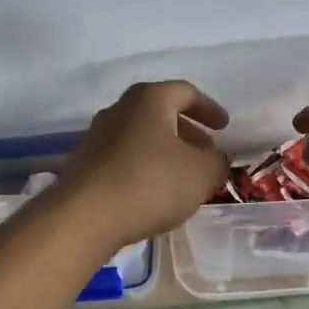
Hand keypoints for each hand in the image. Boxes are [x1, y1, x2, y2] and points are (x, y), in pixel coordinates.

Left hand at [62, 81, 231, 251]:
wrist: (84, 217)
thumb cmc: (150, 183)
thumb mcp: (201, 174)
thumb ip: (217, 162)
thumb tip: (217, 158)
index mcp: (150, 99)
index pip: (186, 92)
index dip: (209, 108)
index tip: (224, 126)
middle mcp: (120, 109)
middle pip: (160, 112)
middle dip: (187, 130)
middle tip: (206, 150)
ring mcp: (98, 135)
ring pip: (141, 135)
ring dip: (165, 150)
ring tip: (184, 174)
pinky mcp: (85, 163)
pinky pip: (124, 156)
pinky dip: (145, 165)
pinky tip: (155, 191)